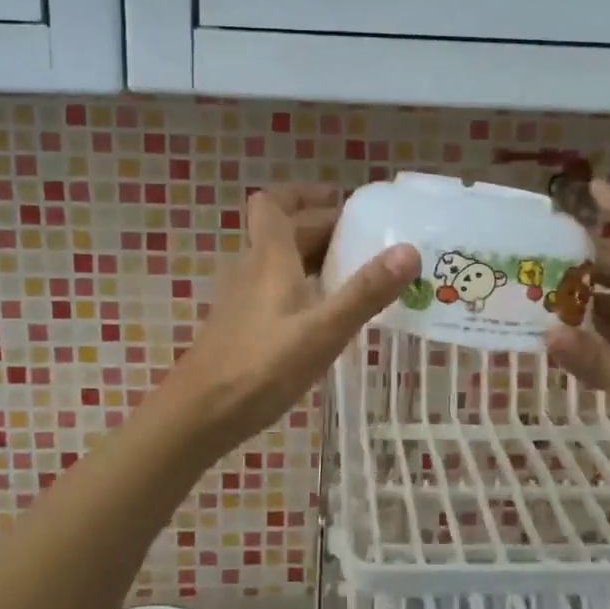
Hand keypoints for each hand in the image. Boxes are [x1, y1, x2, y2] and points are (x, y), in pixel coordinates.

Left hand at [159, 185, 418, 454]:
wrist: (200, 414)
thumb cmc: (262, 367)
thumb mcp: (323, 330)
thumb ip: (365, 292)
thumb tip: (409, 250)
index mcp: (269, 257)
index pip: (274, 202)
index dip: (305, 194)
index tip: (341, 201)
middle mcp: (251, 268)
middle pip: (284, 232)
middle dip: (323, 228)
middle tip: (368, 242)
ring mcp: (242, 297)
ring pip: (279, 262)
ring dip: (314, 258)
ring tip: (356, 274)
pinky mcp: (241, 324)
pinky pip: (275, 289)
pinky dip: (303, 287)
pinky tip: (325, 315)